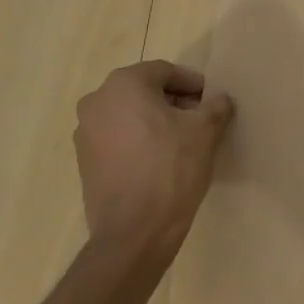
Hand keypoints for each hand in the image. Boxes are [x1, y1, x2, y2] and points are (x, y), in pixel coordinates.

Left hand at [74, 61, 234, 256]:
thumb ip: (215, 106)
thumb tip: (219, 100)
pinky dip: (139, 141)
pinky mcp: (84, 162)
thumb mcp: (205, 131)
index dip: (193, 84)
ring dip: (156, 121)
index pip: (165, 71)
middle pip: (144, 91)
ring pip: (129, 115)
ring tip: (182, 142)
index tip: (211, 101)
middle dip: (174, 101)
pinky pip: (118, 139)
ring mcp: (85, 134)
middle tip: (200, 119)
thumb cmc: (171, 168)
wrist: (134, 231)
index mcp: (124, 85)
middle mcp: (97, 102)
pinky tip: (161, 161)